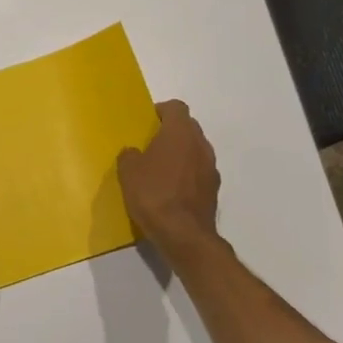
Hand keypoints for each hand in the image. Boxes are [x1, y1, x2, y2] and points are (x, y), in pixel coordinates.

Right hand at [117, 100, 224, 264]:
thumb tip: (135, 153)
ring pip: (195, 150)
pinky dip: (188, 175)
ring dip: (181, 154)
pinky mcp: (214, 190)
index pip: (176, 107)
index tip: (147, 123)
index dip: (161, 111)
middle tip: (150, 145)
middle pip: (188, 127)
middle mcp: (200, 144)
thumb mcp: (128, 172)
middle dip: (171, 132)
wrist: (184, 235)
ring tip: (161, 170)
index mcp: (180, 132)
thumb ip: (130, 155)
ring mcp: (211, 168)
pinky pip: (199, 172)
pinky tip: (172, 191)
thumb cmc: (154, 194)